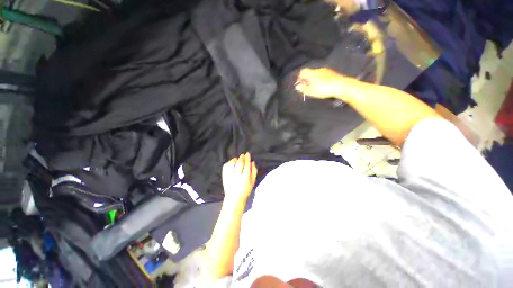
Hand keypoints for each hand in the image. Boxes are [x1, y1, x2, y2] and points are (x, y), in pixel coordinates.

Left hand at [222, 152, 256, 201]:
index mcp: (245, 177)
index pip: (247, 164)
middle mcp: (237, 175)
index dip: (247, 158)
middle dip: (242, 157)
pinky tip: (232, 163)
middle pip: (239, 163)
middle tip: (243, 155)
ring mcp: (229, 176)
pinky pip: (226, 166)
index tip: (248, 153)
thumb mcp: (253, 181)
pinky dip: (229, 162)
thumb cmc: (245, 190)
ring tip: (238, 159)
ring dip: (235, 159)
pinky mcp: (224, 176)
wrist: (234, 198)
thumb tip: (253, 162)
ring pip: (232, 163)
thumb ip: (254, 171)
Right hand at [295, 67, 346, 98]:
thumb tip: (297, 86)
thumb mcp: (312, 91)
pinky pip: (322, 75)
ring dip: (313, 80)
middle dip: (307, 80)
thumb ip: (303, 88)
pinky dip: (320, 80)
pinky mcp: (332, 73)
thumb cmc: (324, 89)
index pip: (303, 71)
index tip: (301, 84)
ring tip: (315, 88)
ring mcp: (326, 71)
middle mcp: (318, 70)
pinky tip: (323, 86)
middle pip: (309, 73)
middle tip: (308, 88)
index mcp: (312, 73)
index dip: (300, 78)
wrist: (342, 86)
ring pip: (316, 74)